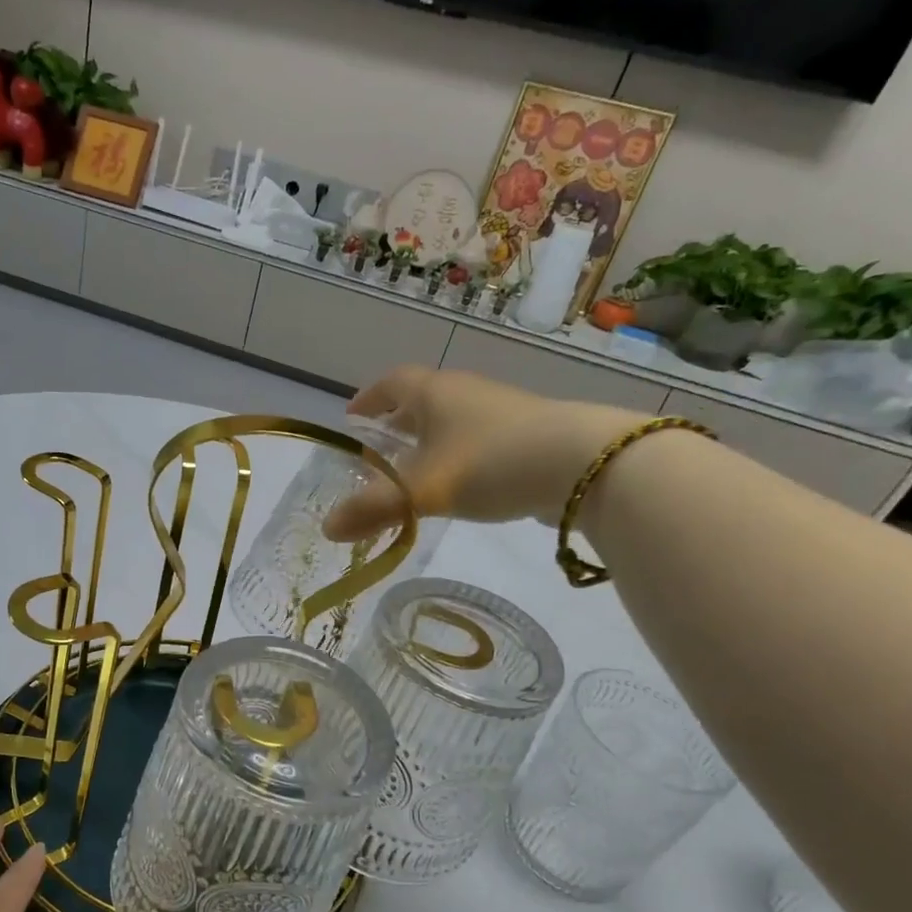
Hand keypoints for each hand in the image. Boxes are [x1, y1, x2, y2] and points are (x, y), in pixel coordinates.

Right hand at [324, 367, 641, 539]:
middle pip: (422, 399)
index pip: (391, 383)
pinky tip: (462, 483)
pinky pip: (479, 438)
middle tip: (379, 448)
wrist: (584, 464)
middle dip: (397, 420)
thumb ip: (373, 509)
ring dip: (431, 438)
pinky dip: (460, 454)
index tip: (352, 417)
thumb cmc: (490, 463)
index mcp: (434, 393)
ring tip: (416, 470)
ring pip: (453, 419)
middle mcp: (466, 393)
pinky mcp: (528, 434)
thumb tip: (327, 529)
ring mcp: (501, 411)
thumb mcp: (422, 490)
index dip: (368, 398)